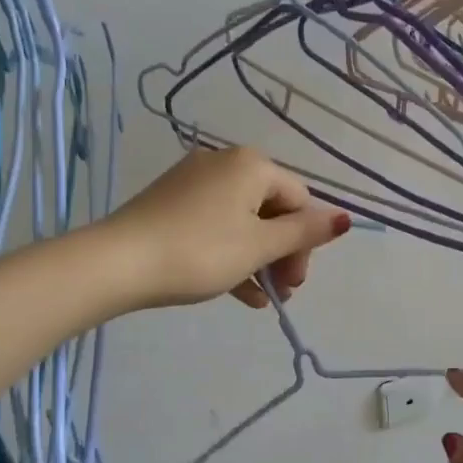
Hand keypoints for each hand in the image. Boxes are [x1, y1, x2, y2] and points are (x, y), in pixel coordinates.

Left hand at [101, 146, 350, 309]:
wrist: (118, 263)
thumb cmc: (200, 252)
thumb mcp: (259, 246)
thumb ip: (304, 233)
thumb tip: (345, 218)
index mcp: (251, 165)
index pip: (298, 200)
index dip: (305, 242)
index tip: (295, 282)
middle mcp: (224, 163)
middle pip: (271, 209)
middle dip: (282, 253)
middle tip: (282, 292)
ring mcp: (193, 183)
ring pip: (242, 222)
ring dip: (259, 260)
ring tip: (263, 299)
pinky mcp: (171, 204)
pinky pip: (214, 226)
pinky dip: (231, 254)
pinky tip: (240, 293)